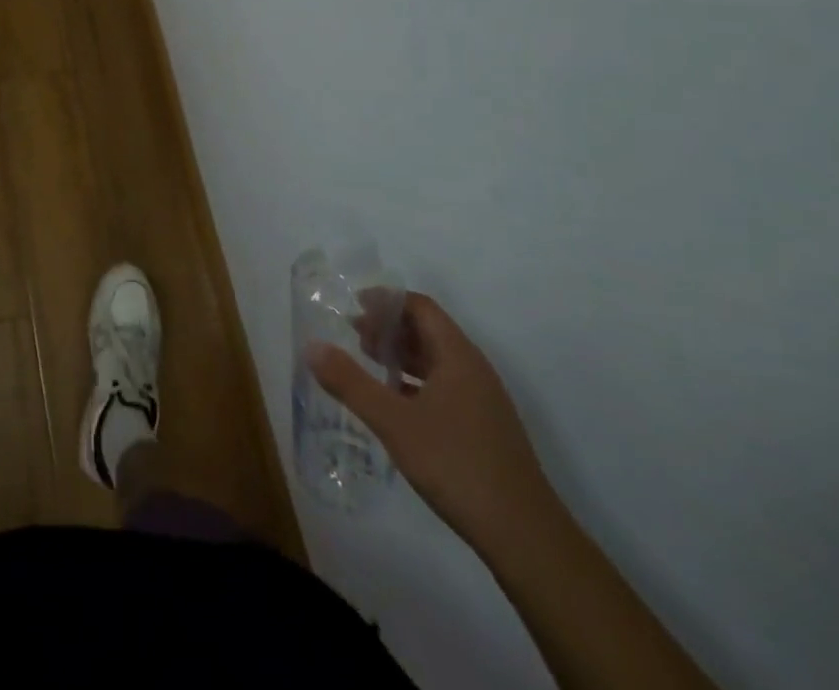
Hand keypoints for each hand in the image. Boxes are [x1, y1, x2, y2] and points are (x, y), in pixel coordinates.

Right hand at [307, 293, 559, 555]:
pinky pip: (444, 387)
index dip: (386, 300)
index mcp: (458, 356)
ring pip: (437, 361)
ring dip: (401, 355)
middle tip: (353, 335)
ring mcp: (483, 402)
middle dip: (389, 327)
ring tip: (368, 363)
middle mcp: (474, 370)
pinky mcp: (484, 430)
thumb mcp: (394, 422)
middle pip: (429, 331)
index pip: (420, 307)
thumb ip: (351, 383)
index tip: (353, 305)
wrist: (525, 538)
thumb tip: (312, 347)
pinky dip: (415, 382)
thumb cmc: (457, 465)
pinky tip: (395, 403)